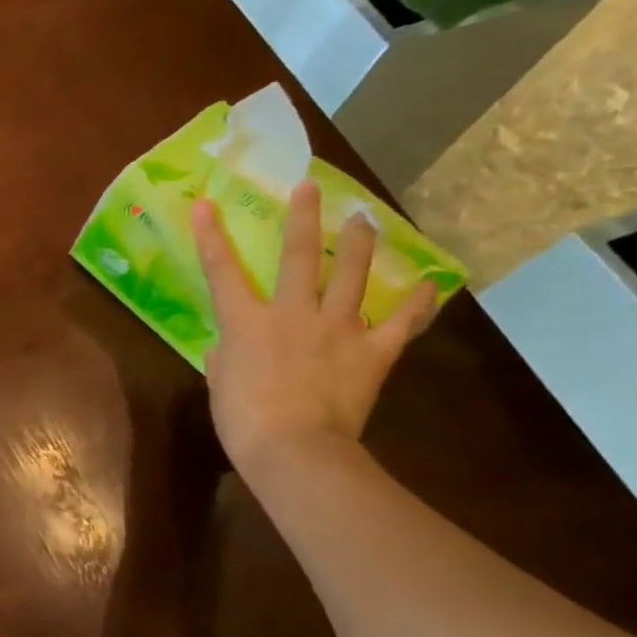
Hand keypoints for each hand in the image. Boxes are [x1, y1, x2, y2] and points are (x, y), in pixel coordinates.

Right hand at [192, 179, 435, 474]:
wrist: (294, 450)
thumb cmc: (242, 420)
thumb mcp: (219, 386)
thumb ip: (223, 359)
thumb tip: (227, 347)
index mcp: (246, 323)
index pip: (222, 271)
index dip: (211, 236)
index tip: (207, 203)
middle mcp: (292, 313)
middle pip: (299, 256)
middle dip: (303, 218)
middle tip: (310, 187)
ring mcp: (337, 329)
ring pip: (352, 275)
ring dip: (359, 244)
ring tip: (364, 220)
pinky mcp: (372, 352)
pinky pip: (400, 323)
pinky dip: (417, 305)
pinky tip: (429, 286)